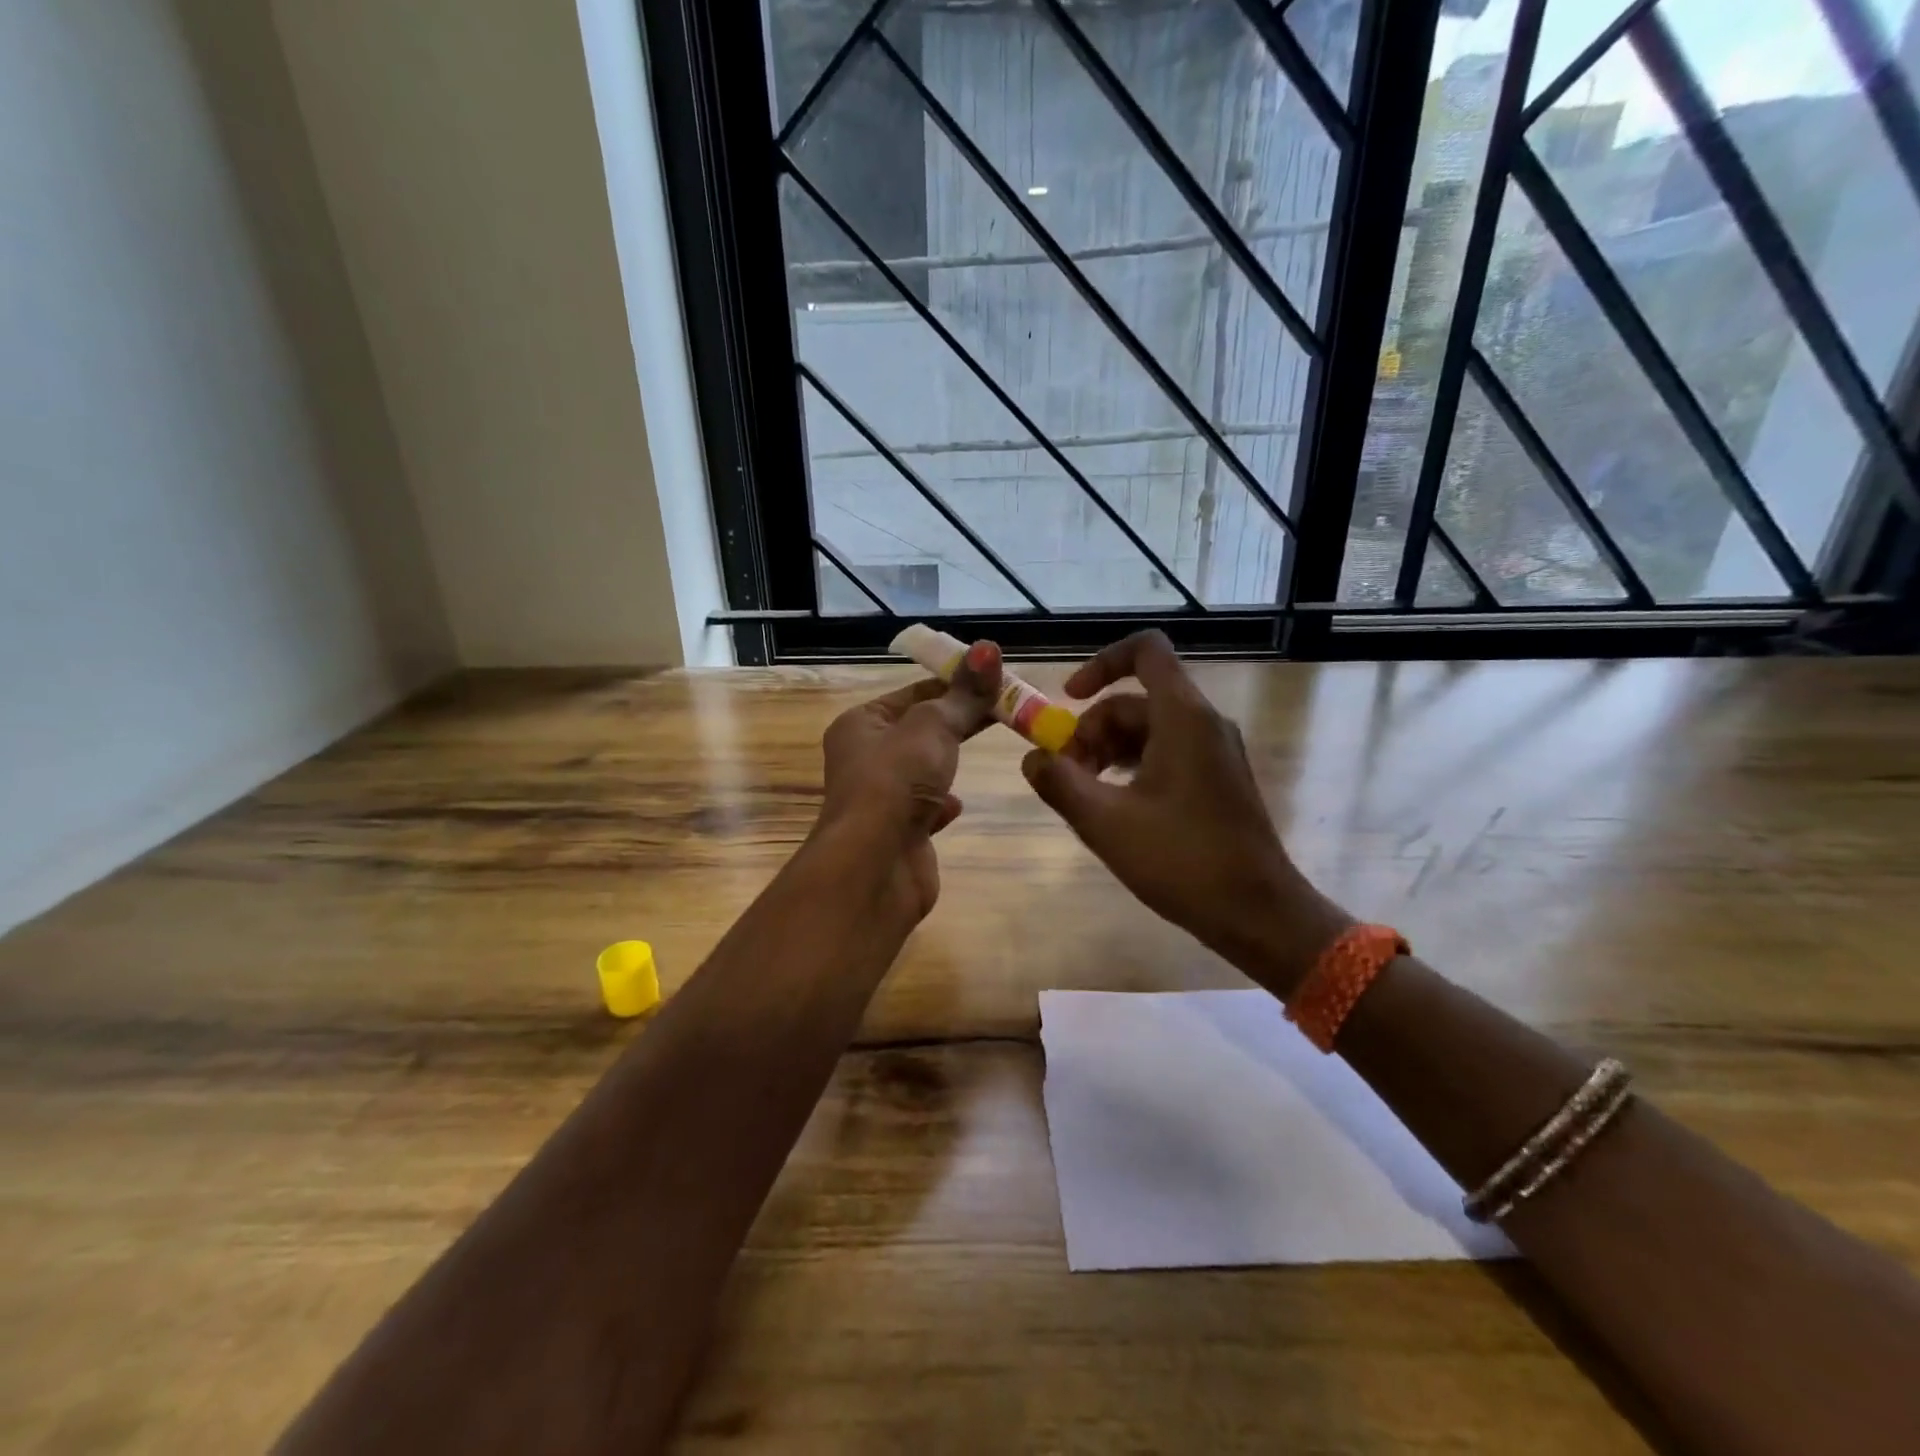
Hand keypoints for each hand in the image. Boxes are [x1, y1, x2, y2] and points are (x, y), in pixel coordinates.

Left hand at [814, 640, 1003, 920]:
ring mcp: (880, 799)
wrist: (875, 866)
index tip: (996, 680)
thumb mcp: (933, 727)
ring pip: (922, 770)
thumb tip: (988, 647)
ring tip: (986, 751)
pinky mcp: (898, 834)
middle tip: (1007, 710)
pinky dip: (941, 805)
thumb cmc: (896, 782)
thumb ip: (963, 694)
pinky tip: (957, 806)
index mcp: (861, 724)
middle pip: (920, 730)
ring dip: (948, 763)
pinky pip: (924, 810)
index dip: (954, 683)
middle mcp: (864, 758)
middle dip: (959, 722)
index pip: (914, 693)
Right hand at [1020, 631, 1351, 994]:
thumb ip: (1059, 782)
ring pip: (1149, 730)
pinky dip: (1132, 767)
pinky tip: (1113, 807)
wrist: (1257, 913)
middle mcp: (1204, 723)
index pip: (1145, 651)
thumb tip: (1032, 758)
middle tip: (1066, 776)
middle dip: (1092, 730)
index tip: (1069, 698)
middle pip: (1136, 701)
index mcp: (1183, 717)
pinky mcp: (1217, 780)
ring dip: (1108, 752)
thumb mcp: (1105, 822)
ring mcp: (1215, 752)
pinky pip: (1166, 754)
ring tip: (1084, 796)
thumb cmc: (1182, 860)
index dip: (1101, 664)